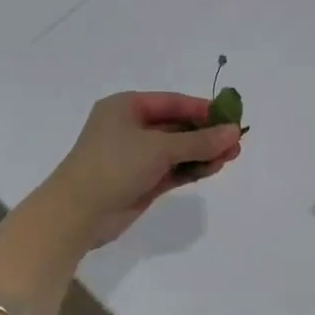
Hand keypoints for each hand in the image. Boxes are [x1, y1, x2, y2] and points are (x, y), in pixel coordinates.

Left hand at [38, 92, 243, 247]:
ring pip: (176, 150)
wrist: (76, 213)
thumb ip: (198, 141)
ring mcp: (134, 157)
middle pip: (176, 126)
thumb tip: (234, 131)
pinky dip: (191, 168)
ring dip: (202, 152)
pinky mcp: (140, 182)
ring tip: (233, 156)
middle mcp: (130, 128)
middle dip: (206, 133)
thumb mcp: (159, 148)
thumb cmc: (114, 165)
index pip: (171, 102)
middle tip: (237, 140)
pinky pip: (171, 170)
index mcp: (126, 107)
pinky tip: (215, 168)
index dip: (201, 108)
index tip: (230, 116)